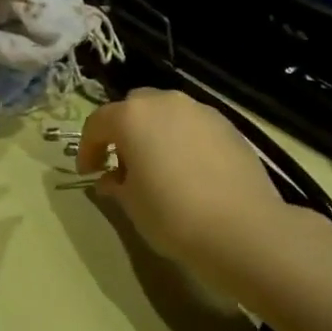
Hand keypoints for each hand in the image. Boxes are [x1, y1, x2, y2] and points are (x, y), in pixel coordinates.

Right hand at [76, 89, 286, 269]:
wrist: (244, 228)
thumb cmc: (173, 215)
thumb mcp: (132, 205)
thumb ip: (116, 184)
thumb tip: (111, 179)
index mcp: (132, 116)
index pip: (97, 123)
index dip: (88, 148)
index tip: (89, 173)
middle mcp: (164, 102)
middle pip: (134, 107)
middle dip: (124, 131)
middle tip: (124, 164)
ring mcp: (199, 110)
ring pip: (166, 113)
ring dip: (156, 132)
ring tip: (160, 167)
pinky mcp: (228, 125)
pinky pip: (193, 125)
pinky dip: (184, 139)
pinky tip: (191, 170)